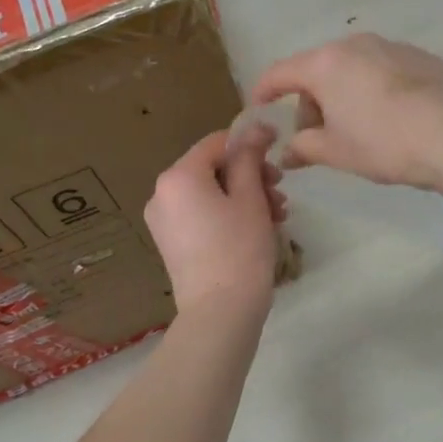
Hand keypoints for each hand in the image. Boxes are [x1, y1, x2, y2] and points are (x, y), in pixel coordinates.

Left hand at [144, 129, 285, 316]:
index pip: (216, 143)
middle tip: (280, 191)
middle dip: (250, 175)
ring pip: (209, 193)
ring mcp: (163, 220)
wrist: (220, 313)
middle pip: (212, 169)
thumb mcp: (251, 198)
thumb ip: (250, 158)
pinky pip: (200, 214)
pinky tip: (258, 227)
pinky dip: (227, 214)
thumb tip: (255, 129)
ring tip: (277, 214)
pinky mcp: (171, 243)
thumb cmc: (240, 249)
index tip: (278, 148)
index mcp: (178, 176)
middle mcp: (162, 193)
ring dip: (244, 196)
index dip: (249, 141)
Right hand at [250, 35, 442, 189]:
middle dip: (310, 102)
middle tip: (319, 137)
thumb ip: (303, 147)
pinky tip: (390, 118)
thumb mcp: (336, 151)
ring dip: (342, 94)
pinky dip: (373, 89)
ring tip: (357, 129)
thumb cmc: (384, 143)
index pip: (279, 73)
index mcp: (325, 64)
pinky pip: (381, 70)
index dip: (263, 92)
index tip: (258, 108)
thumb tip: (287, 152)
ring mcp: (390, 46)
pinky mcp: (419, 56)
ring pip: (350, 68)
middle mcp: (354, 44)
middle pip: (317, 70)